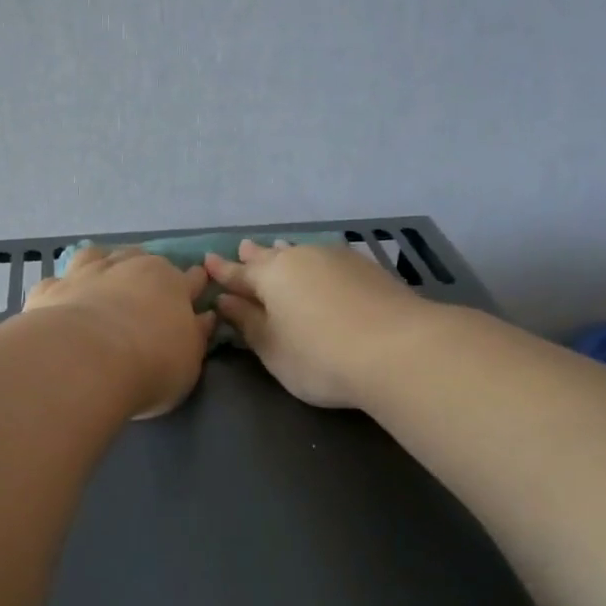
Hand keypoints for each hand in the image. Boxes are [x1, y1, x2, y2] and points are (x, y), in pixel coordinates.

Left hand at [24, 246, 216, 417]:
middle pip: (141, 258)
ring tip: (100, 282)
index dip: (194, 286)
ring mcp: (85, 273)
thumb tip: (204, 317)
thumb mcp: (189, 362)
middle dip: (144, 271)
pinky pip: (58, 282)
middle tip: (142, 293)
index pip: (191, 278)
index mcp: (170, 282)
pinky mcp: (50, 290)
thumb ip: (196, 336)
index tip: (195, 293)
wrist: (83, 363)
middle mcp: (128, 267)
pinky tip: (61, 302)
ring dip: (101, 265)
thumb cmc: (149, 365)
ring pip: (96, 255)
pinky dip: (63, 289)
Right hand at [204, 239, 427, 408]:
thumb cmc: (320, 357)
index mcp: (272, 276)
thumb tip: (226, 300)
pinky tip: (321, 267)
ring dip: (286, 253)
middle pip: (272, 256)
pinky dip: (316, 264)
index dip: (222, 271)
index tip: (207, 261)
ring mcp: (339, 260)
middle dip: (255, 256)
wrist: (398, 351)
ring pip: (302, 253)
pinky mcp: (368, 269)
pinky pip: (328, 260)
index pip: (239, 273)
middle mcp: (302, 258)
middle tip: (242, 248)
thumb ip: (247, 322)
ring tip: (278, 248)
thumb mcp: (272, 348)